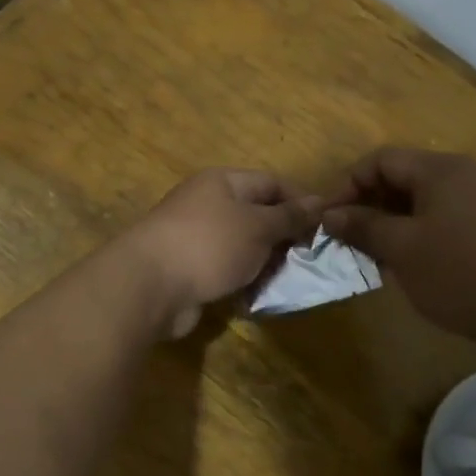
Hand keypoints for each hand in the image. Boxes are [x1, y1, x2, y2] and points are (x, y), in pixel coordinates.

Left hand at [129, 169, 321, 338]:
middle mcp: (207, 203)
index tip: (326, 226)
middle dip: (284, 236)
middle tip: (311, 258)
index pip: (272, 183)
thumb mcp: (258, 225)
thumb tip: (320, 201)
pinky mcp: (189, 268)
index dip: (301, 201)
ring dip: (265, 261)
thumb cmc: (209, 244)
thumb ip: (289, 216)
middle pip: (257, 214)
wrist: (149, 286)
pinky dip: (244, 279)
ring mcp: (195, 237)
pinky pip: (225, 269)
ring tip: (290, 279)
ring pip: (243, 245)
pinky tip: (260, 294)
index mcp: (222, 182)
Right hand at [321, 148, 475, 347]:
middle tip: (349, 236)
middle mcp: (467, 172)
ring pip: (426, 197)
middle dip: (371, 202)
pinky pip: (448, 213)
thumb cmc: (457, 275)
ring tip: (376, 251)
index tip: (329, 217)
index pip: (382, 159)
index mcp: (443, 169)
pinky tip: (412, 259)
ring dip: (394, 218)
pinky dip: (422, 228)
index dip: (349, 184)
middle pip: (405, 175)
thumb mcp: (401, 249)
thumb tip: (330, 214)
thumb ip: (363, 225)